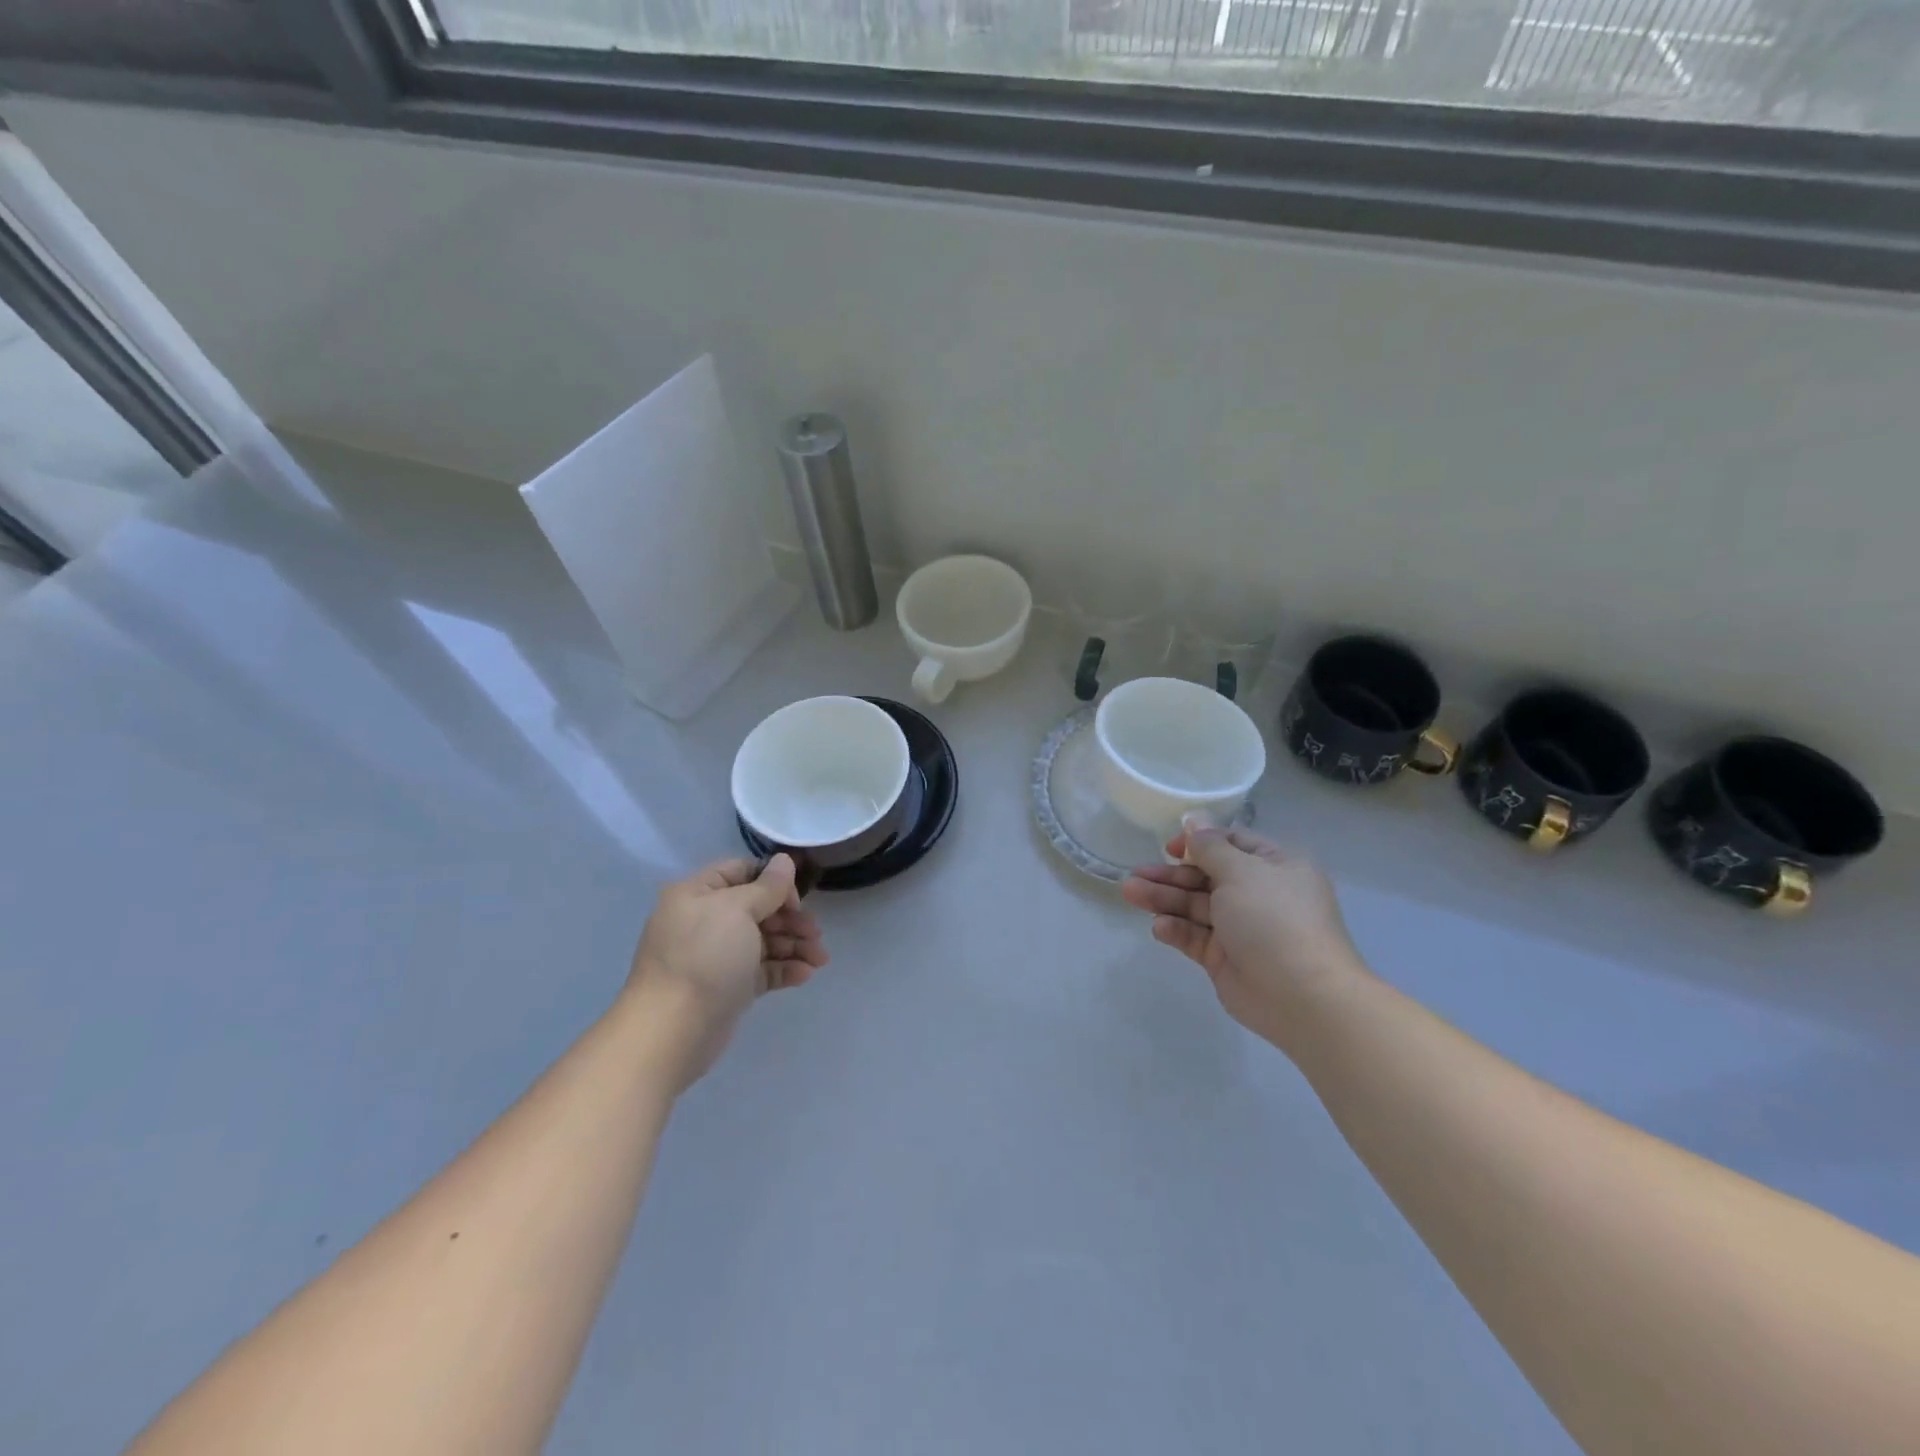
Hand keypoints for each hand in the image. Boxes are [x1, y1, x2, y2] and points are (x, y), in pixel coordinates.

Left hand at [624, 855, 827, 1091]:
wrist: (673, 1030)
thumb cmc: (705, 956)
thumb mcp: (738, 910)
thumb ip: (767, 886)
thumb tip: (784, 860)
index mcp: (698, 894)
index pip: (741, 872)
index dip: (773, 882)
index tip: (797, 899)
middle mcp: (705, 921)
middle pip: (757, 909)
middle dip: (791, 919)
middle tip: (815, 933)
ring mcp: (717, 956)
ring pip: (763, 940)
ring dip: (794, 945)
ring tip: (820, 959)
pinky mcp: (728, 987)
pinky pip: (761, 969)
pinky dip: (784, 968)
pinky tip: (805, 974)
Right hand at [1122, 827, 1367, 1055]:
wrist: (1302, 996)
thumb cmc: (1274, 919)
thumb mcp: (1241, 871)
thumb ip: (1210, 846)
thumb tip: (1194, 819)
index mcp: (1274, 866)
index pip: (1231, 844)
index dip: (1199, 842)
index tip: (1170, 848)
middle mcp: (1259, 894)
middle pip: (1206, 876)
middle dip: (1170, 875)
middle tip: (1135, 875)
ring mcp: (1241, 928)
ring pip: (1195, 906)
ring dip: (1163, 899)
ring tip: (1130, 894)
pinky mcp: (1225, 958)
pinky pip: (1195, 936)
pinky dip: (1176, 929)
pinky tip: (1159, 927)